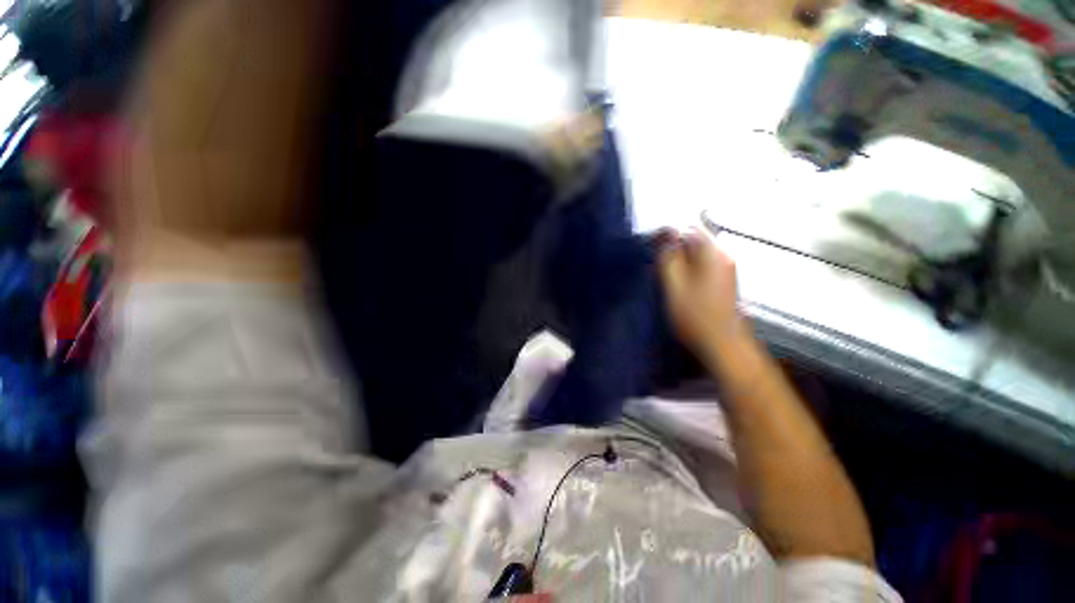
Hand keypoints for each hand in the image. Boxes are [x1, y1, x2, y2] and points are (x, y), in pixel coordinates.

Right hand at [658, 230, 745, 358]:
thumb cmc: (694, 315)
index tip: (652, 247)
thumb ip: (669, 257)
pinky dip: (689, 267)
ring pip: (699, 252)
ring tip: (665, 274)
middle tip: (657, 264)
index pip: (689, 228)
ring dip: (680, 258)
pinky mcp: (724, 280)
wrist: (721, 343)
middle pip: (696, 238)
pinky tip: (679, 283)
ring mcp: (727, 268)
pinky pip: (703, 264)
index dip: (669, 233)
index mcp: (713, 253)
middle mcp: (724, 255)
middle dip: (674, 247)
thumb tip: (666, 233)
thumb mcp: (674, 285)